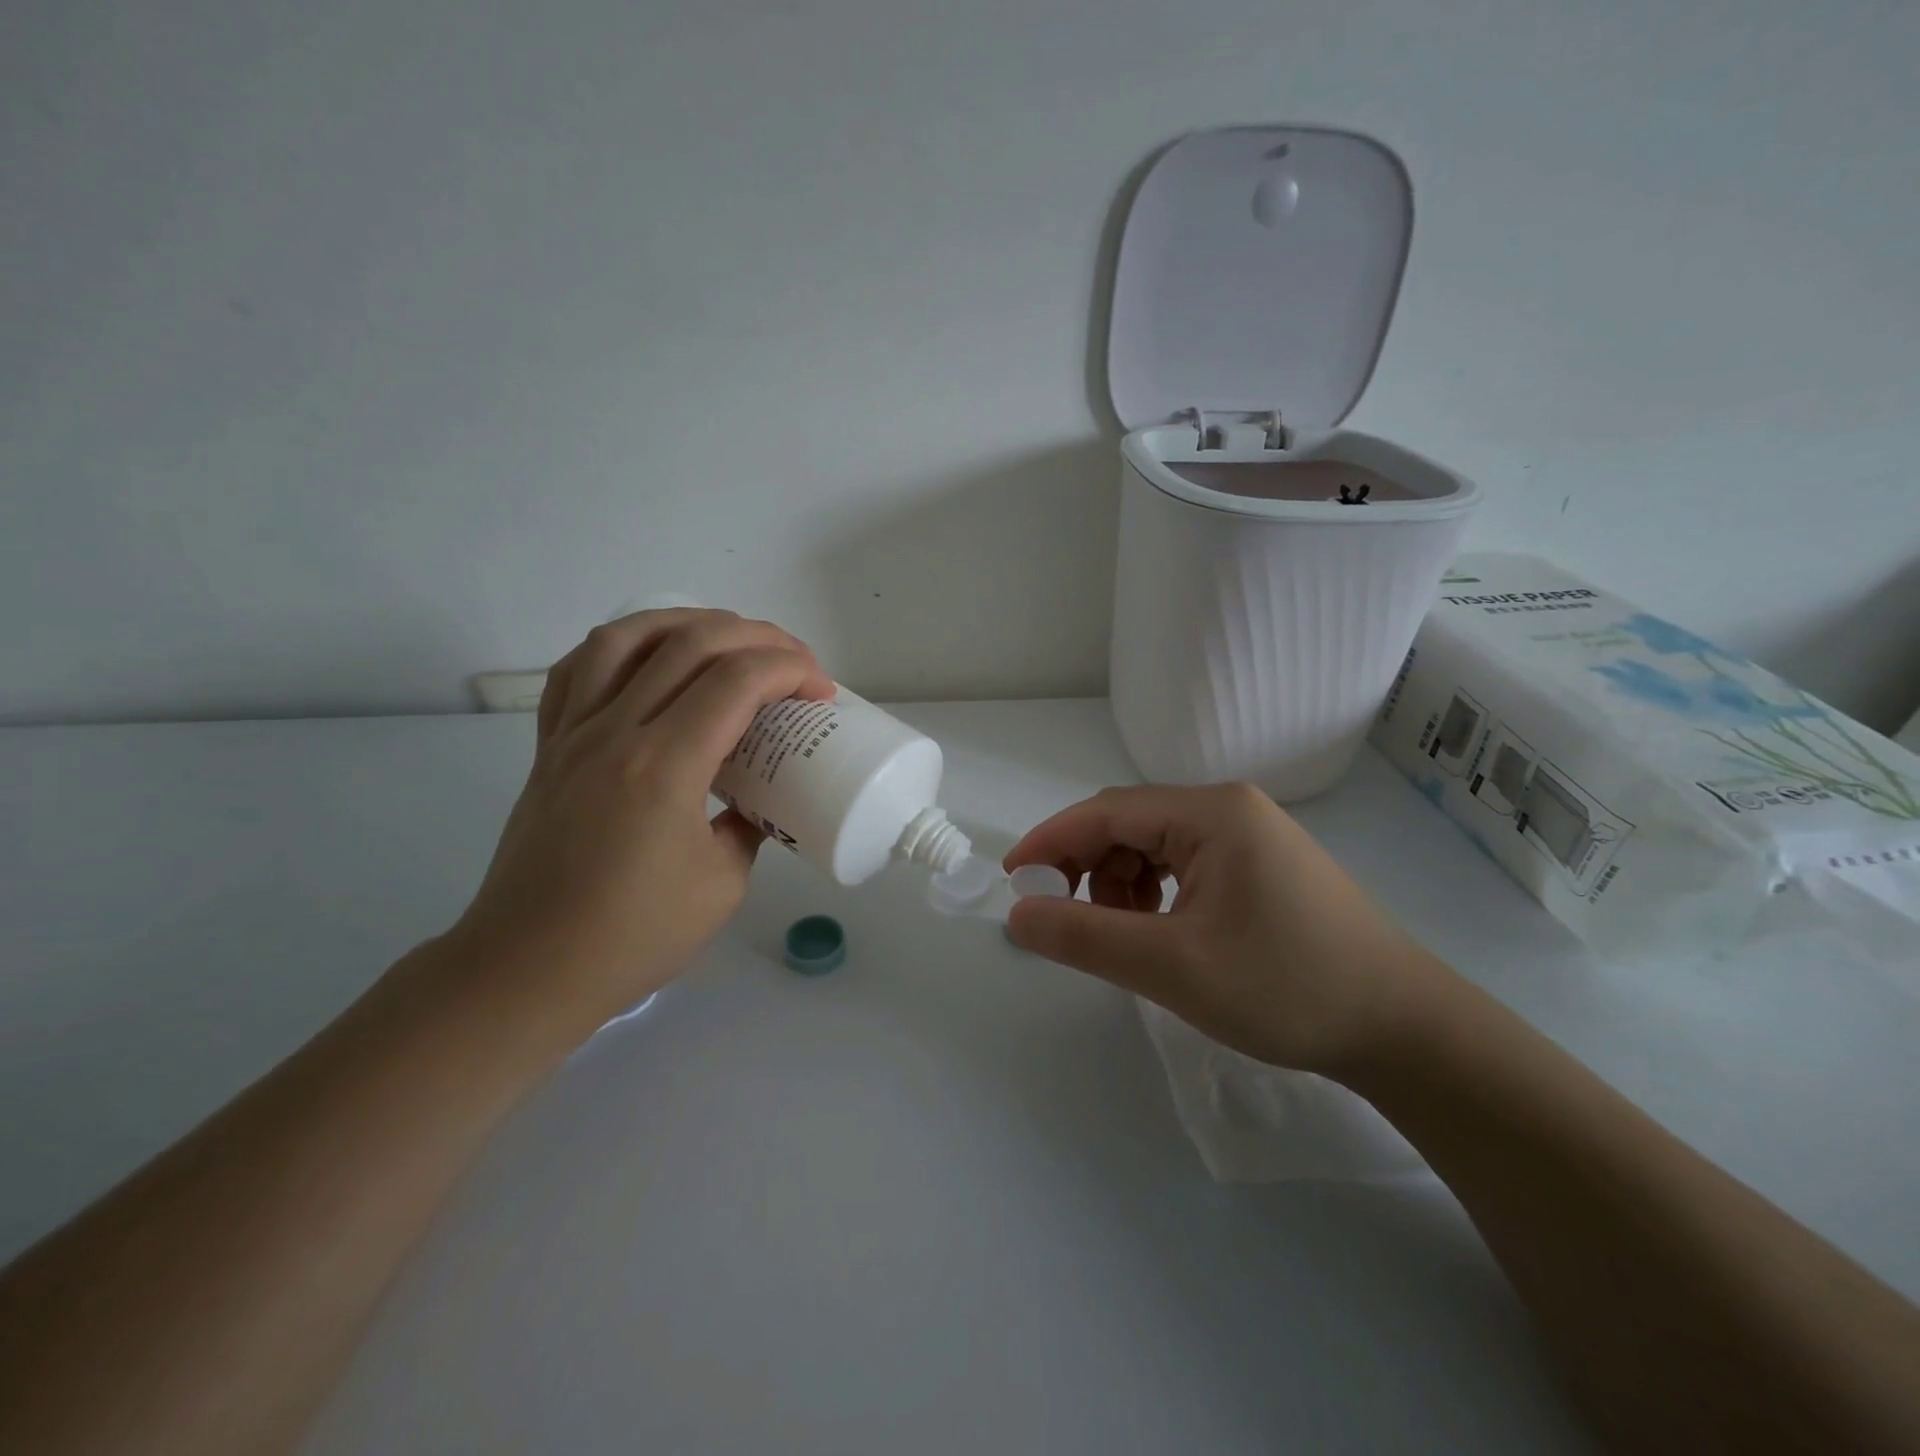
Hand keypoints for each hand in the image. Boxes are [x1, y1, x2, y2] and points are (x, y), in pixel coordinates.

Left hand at [448, 609, 833, 1032]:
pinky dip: (623, 645)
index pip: (737, 681)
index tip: (820, 690)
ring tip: (728, 638)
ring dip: (689, 623)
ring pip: (628, 637)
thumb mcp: (722, 885)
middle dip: (757, 637)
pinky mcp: (549, 746)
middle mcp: (615, 732)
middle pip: (691, 643)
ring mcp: (573, 733)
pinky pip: (578, 668)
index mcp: (664, 768)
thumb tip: (754, 800)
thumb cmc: (632, 936)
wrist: (527, 968)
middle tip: (793, 661)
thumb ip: (747, 827)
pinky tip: (650, 658)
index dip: (790, 669)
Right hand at [1002, 783, 1449, 1076]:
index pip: (1106, 811)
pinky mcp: (1261, 866)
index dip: (1051, 841)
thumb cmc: (1286, 988)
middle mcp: (1229, 809)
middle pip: (1130, 824)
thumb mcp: (1172, 966)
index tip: (1011, 880)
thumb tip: (1017, 914)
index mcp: (1212, 812)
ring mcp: (1250, 836)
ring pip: (1154, 846)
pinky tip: (1160, 933)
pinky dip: (1154, 895)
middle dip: (1087, 867)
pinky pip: (1185, 866)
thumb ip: (1085, 937)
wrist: (1404, 1030)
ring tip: (1124, 937)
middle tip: (1063, 919)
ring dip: (1120, 885)